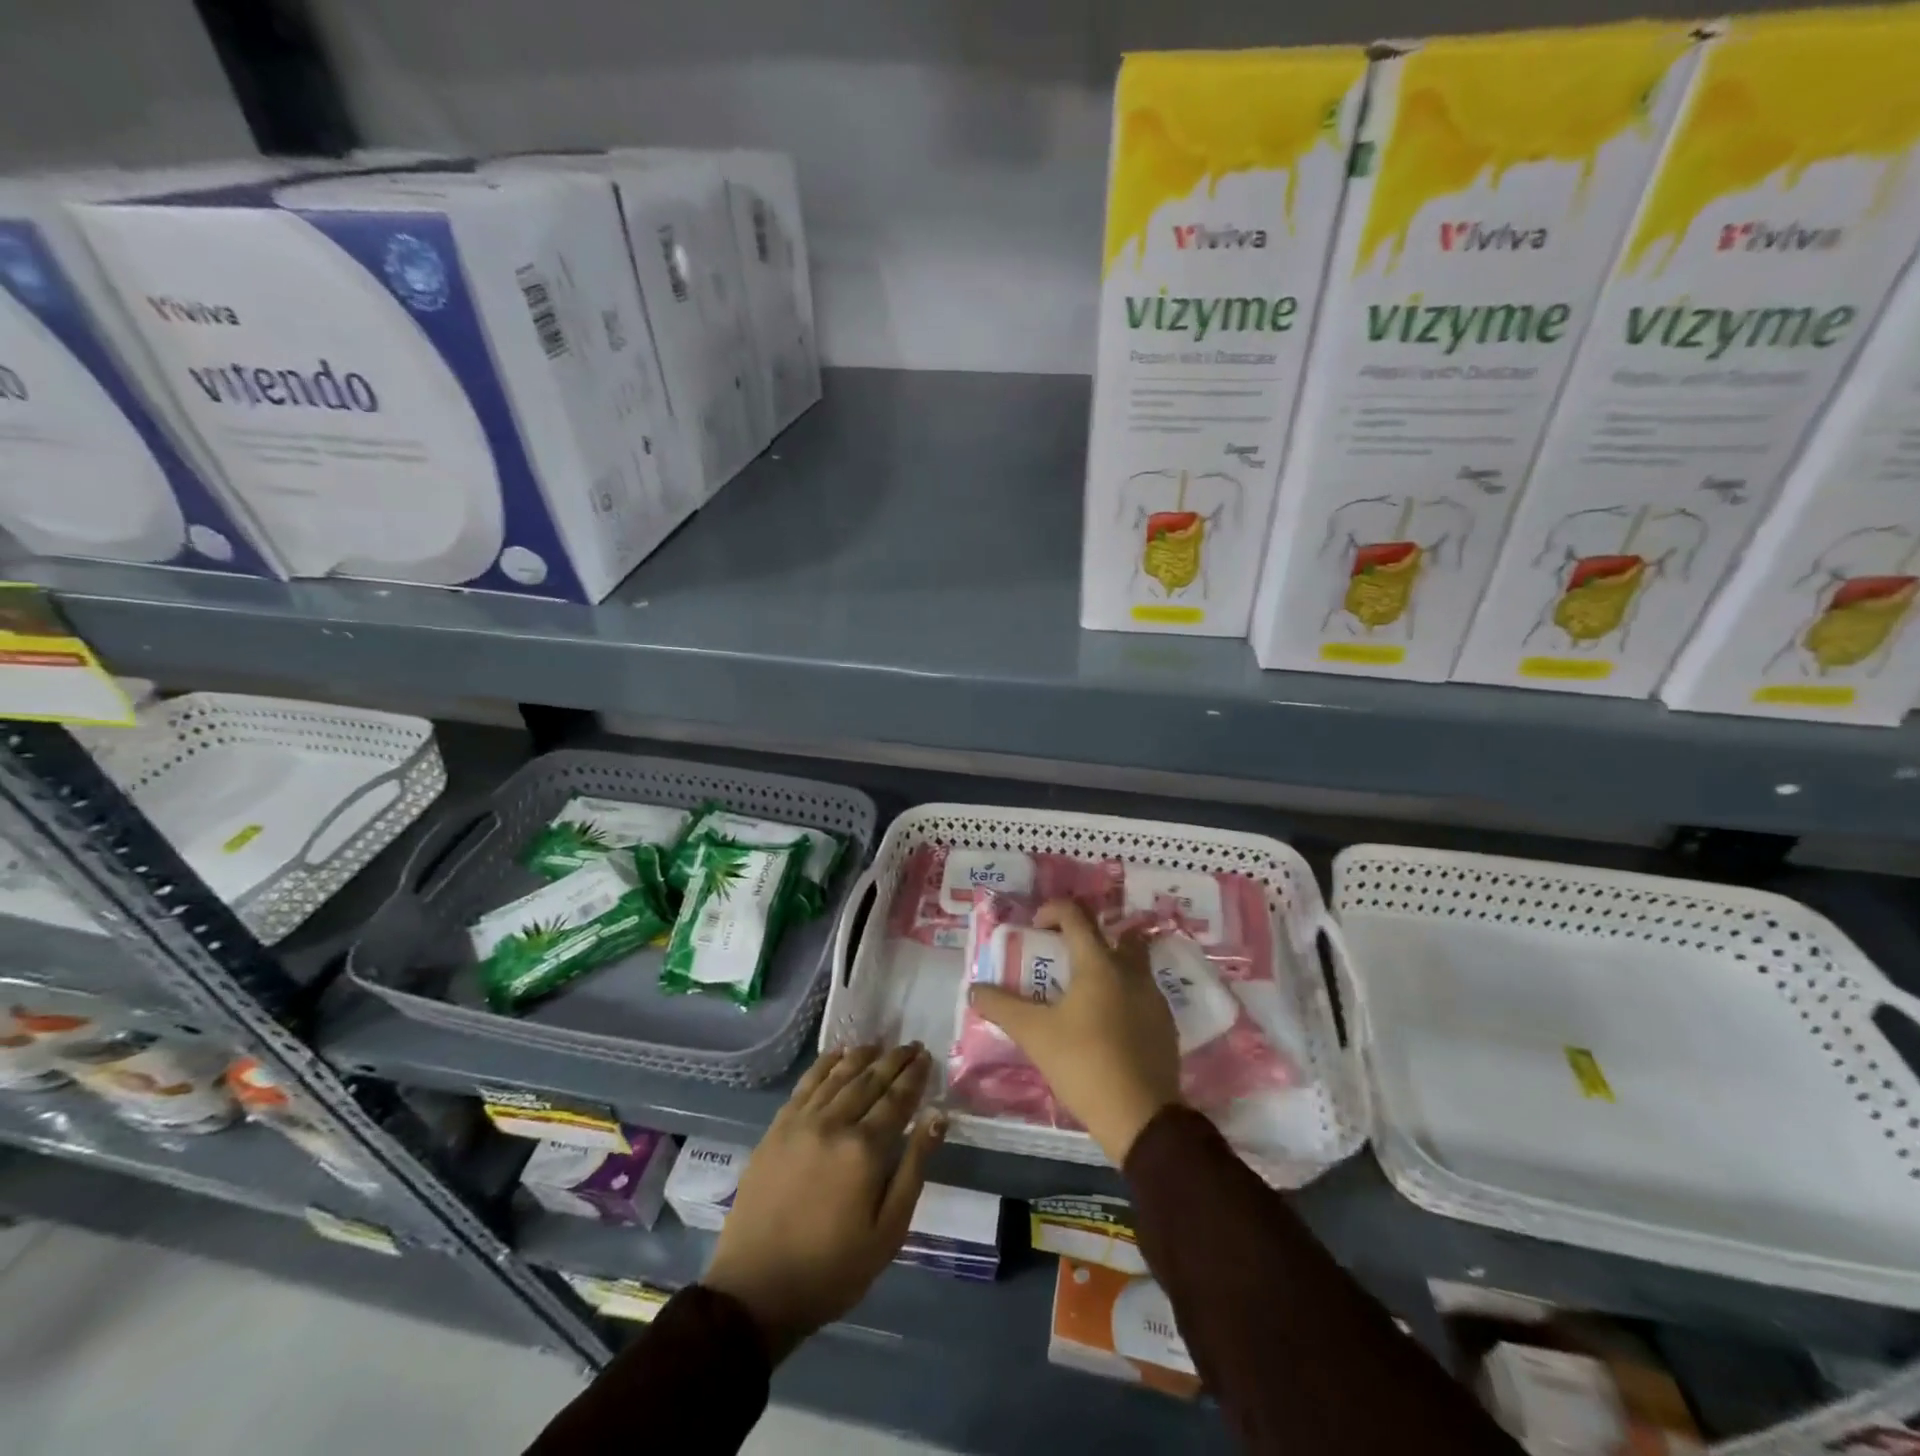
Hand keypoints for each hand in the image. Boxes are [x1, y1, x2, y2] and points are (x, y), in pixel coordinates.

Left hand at [701, 1043, 943, 1361]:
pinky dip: (826, 1064)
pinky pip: (806, 1083)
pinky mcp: (777, 1127)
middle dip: (894, 1060)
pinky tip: (838, 1054)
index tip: (927, 1057)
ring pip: (839, 1075)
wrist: (756, 1290)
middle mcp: (834, 1123)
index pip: (897, 1099)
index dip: (914, 1076)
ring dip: (863, 1055)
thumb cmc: (832, 1269)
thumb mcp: (888, 1231)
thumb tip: (938, 1117)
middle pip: (870, 1079)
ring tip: (880, 1044)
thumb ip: (914, 1167)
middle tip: (911, 1045)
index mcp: (865, 1149)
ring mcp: (802, 1121)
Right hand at [969, 899, 1180, 1163]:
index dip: (1052, 911)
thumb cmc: (1084, 1064)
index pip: (1076, 915)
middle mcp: (1132, 970)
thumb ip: (1001, 1007)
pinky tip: (1105, 1025)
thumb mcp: (1034, 1034)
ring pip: (1132, 965)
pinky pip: (1141, 994)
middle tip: (1064, 959)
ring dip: (1108, 967)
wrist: (1141, 1118)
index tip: (1035, 929)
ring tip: (1081, 995)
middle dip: (1089, 938)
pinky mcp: (1165, 1025)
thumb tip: (974, 989)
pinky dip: (1123, 996)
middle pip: (1115, 934)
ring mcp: (1154, 997)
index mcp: (1100, 963)